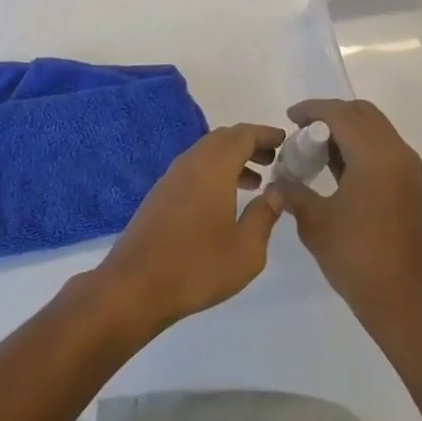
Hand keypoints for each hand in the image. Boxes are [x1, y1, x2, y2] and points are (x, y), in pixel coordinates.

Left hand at [95, 123, 284, 333]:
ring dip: (232, 159)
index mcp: (213, 167)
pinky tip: (224, 200)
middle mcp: (191, 163)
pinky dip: (214, 173)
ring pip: (206, 154)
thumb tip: (277, 191)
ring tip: (256, 181)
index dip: (265, 134)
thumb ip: (265, 215)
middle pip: (223, 139)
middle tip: (273, 159)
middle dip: (250, 144)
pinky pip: (193, 169)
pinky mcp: (160, 195)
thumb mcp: (247, 249)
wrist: (135, 286)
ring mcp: (171, 178)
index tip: (285, 139)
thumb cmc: (197, 266)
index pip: (243, 135)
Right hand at [268, 100, 421, 333]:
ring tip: (314, 150)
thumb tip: (278, 179)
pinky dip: (359, 148)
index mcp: (375, 155)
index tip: (289, 117)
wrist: (405, 302)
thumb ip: (293, 192)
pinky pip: (382, 150)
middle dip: (331, 115)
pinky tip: (335, 168)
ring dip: (346, 131)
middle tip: (302, 131)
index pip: (341, 113)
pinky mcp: (410, 187)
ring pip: (375, 130)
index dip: (313, 110)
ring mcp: (407, 170)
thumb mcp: (315, 222)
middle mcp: (396, 153)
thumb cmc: (357, 258)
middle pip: (362, 114)